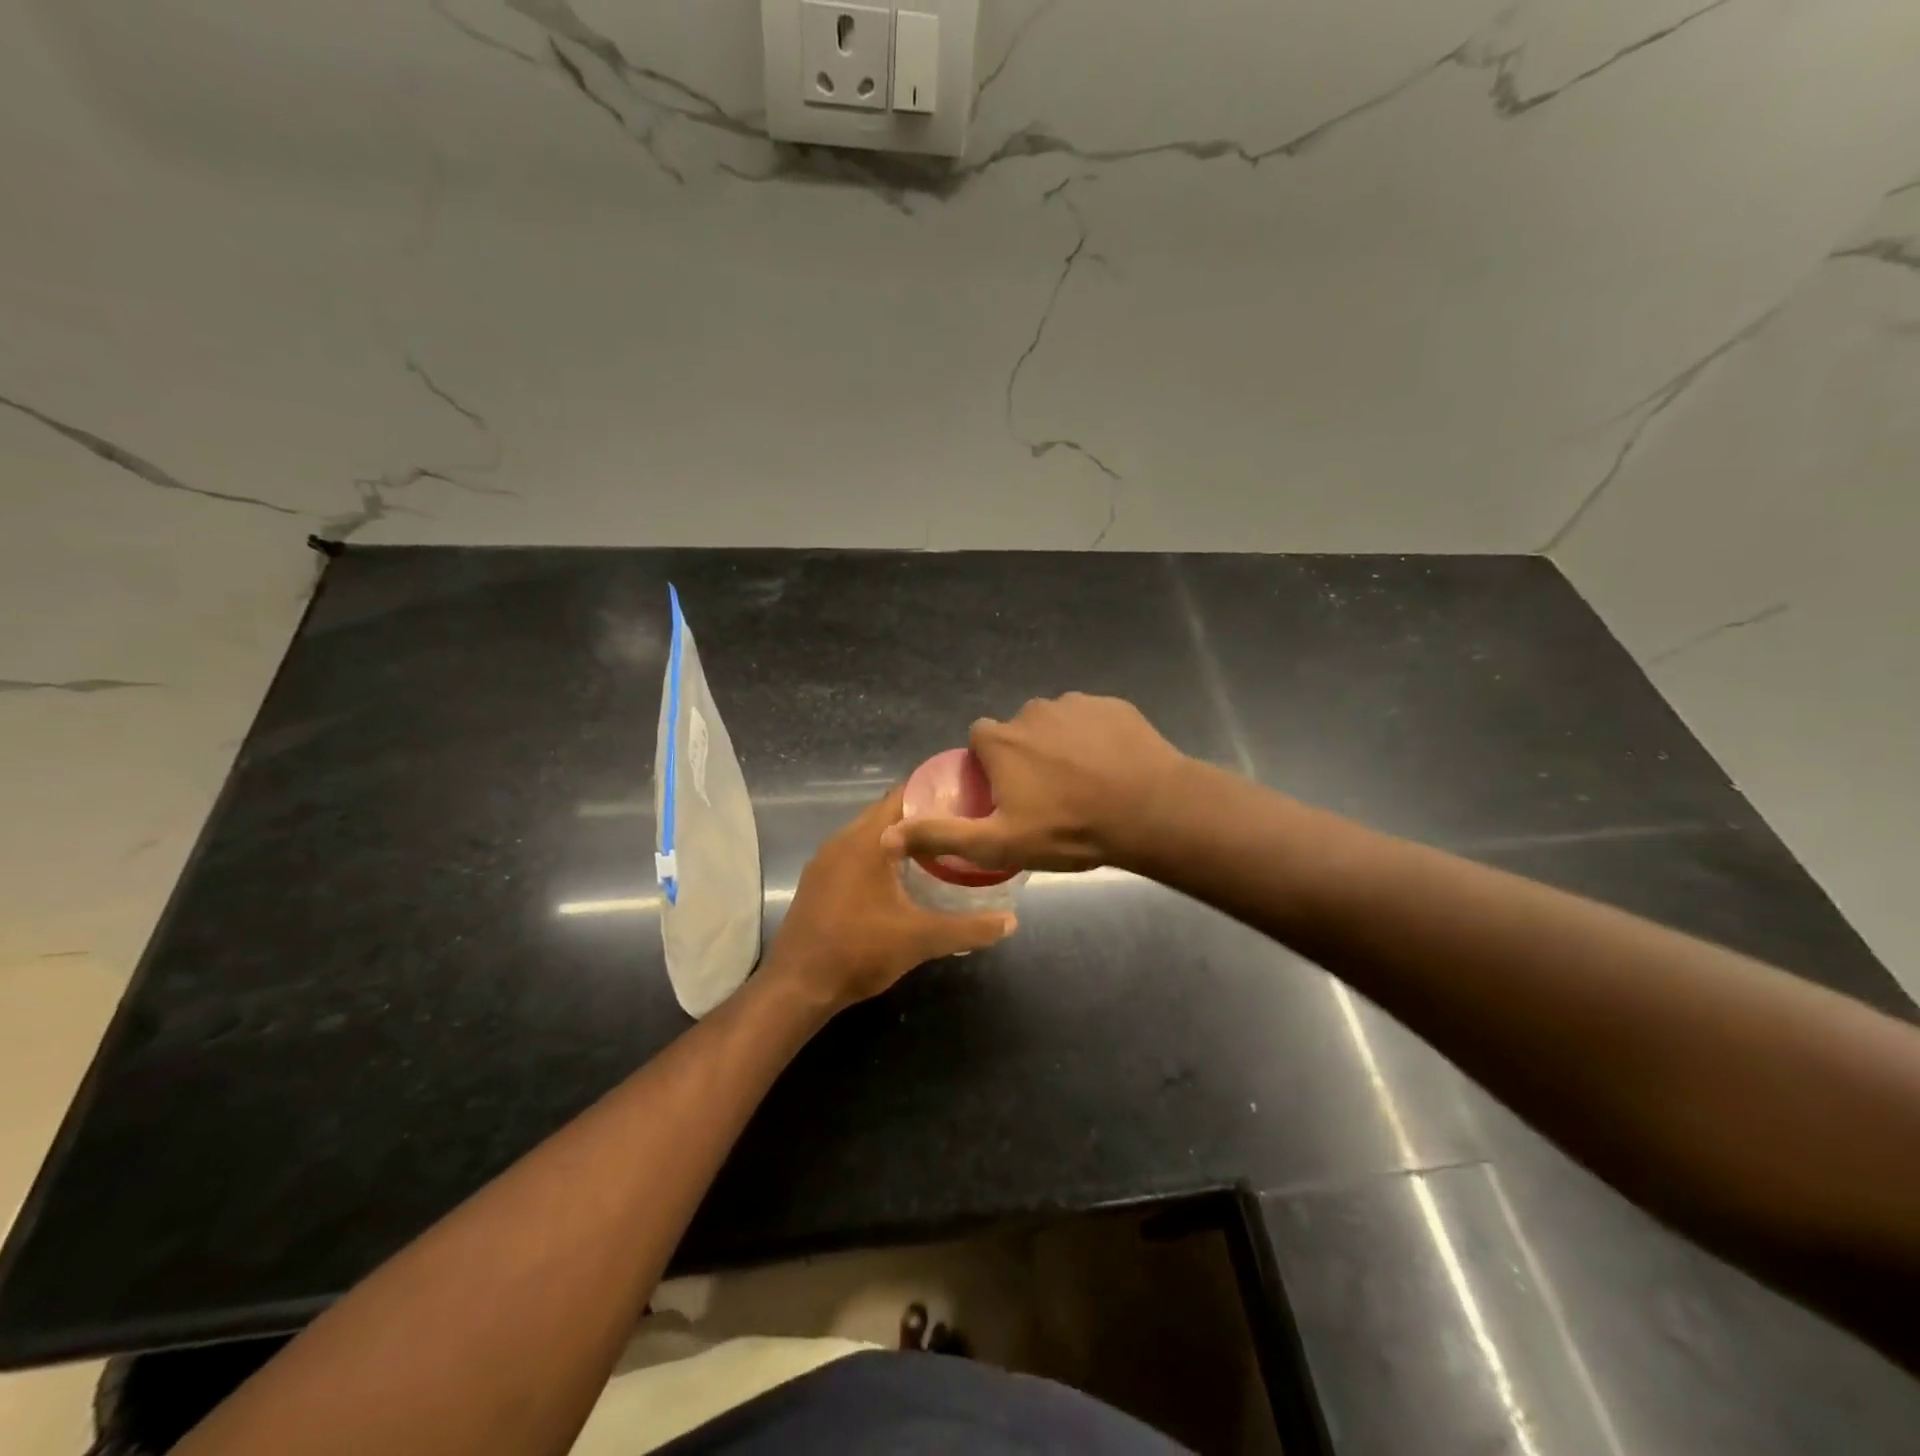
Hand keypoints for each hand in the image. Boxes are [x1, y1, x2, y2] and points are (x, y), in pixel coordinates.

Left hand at [764, 787, 1015, 1013]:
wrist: (797, 987)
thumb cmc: (859, 951)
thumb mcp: (921, 939)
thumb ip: (969, 927)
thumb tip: (1011, 922)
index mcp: (866, 841)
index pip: (904, 796)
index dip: (936, 792)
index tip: (968, 797)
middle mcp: (842, 841)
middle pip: (888, 814)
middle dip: (923, 817)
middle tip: (961, 826)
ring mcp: (825, 862)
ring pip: (870, 835)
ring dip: (900, 839)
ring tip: (939, 849)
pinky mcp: (818, 882)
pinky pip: (855, 854)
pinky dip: (880, 856)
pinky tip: (902, 878)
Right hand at [882, 693, 1187, 872]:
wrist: (1151, 811)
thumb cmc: (1070, 829)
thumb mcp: (999, 843)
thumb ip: (942, 835)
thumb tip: (887, 836)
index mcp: (1001, 740)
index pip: (980, 741)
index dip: (990, 768)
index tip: (1009, 796)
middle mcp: (1032, 710)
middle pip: (1018, 732)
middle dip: (1026, 757)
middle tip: (1051, 797)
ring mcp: (1076, 703)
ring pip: (1055, 724)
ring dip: (1061, 747)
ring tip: (1086, 784)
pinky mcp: (1113, 705)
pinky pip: (1092, 720)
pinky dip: (1095, 738)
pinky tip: (1112, 768)